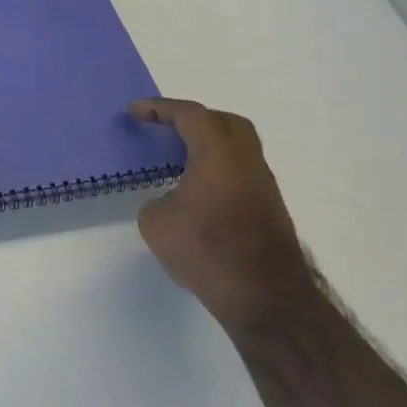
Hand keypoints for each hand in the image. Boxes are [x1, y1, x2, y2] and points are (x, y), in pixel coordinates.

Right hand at [130, 99, 316, 331]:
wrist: (266, 298)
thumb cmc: (207, 251)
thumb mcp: (156, 222)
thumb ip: (158, 200)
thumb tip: (172, 202)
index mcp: (218, 154)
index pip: (191, 115)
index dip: (160, 108)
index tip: (135, 111)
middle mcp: (246, 162)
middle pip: (226, 123)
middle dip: (195, 119)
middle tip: (167, 127)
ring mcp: (263, 187)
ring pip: (238, 149)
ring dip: (210, 146)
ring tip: (179, 159)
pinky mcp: (270, 211)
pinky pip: (241, 173)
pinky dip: (218, 169)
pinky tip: (198, 190)